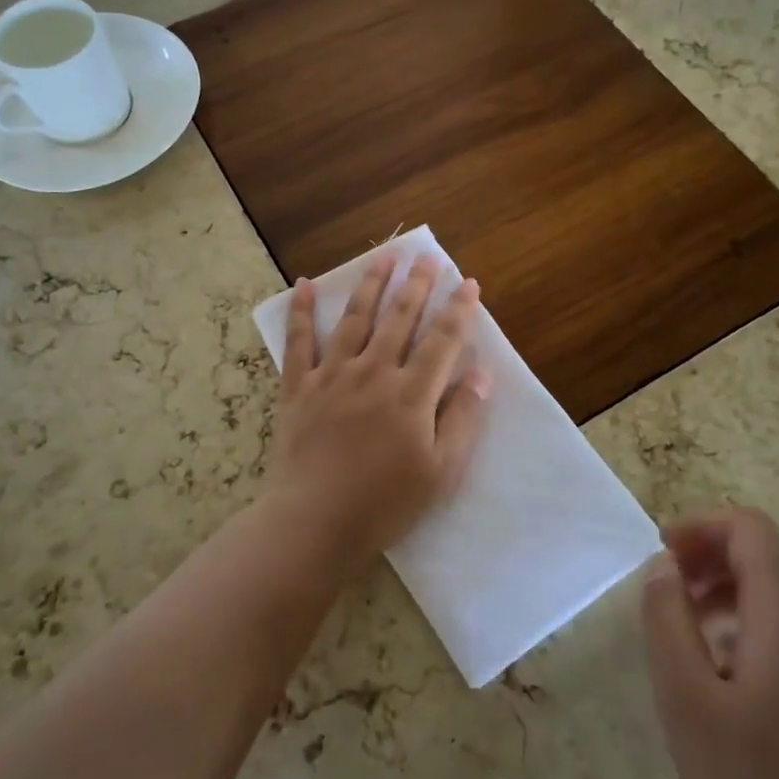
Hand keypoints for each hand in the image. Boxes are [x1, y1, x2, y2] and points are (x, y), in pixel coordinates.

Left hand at [263, 255, 490, 577]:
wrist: (314, 523)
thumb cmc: (384, 503)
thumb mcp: (440, 471)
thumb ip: (462, 418)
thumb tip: (481, 372)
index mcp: (411, 394)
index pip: (442, 340)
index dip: (458, 310)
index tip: (468, 283)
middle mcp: (373, 372)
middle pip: (399, 318)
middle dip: (416, 285)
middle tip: (425, 256)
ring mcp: (332, 376)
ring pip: (355, 319)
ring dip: (371, 285)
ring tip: (383, 257)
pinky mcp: (298, 388)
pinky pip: (299, 342)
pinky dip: (301, 312)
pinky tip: (303, 284)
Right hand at [642, 509, 778, 778]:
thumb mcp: (685, 701)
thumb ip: (668, 620)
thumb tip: (664, 568)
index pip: (754, 531)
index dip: (704, 526)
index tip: (664, 556)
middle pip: (771, 564)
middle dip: (712, 563)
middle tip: (669, 600)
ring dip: (732, 600)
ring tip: (692, 643)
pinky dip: (758, 635)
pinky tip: (732, 690)